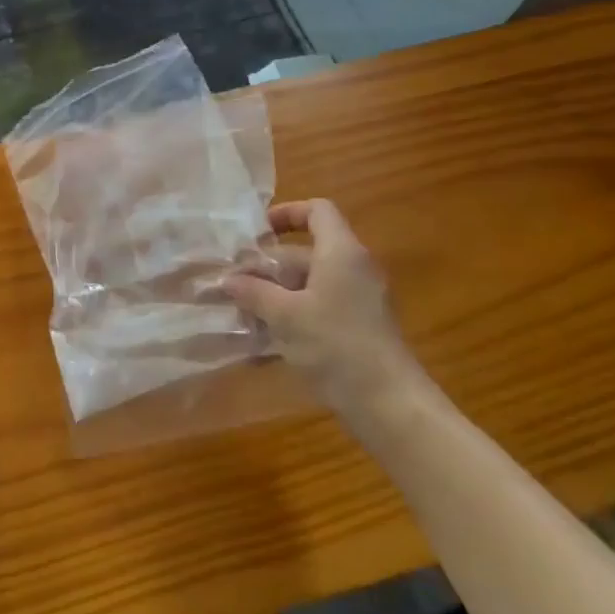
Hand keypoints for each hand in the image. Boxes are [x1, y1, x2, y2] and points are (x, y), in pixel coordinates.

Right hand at [224, 199, 421, 412]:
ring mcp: (357, 300)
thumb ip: (253, 292)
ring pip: (308, 284)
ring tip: (239, 311)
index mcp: (341, 253)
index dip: (286, 213)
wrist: (388, 402)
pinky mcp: (356, 327)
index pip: (318, 211)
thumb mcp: (285, 315)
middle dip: (267, 265)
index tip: (256, 233)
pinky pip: (317, 307)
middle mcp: (353, 269)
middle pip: (306, 252)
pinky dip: (289, 315)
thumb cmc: (336, 345)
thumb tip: (227, 279)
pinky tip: (262, 339)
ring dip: (273, 293)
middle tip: (232, 281)